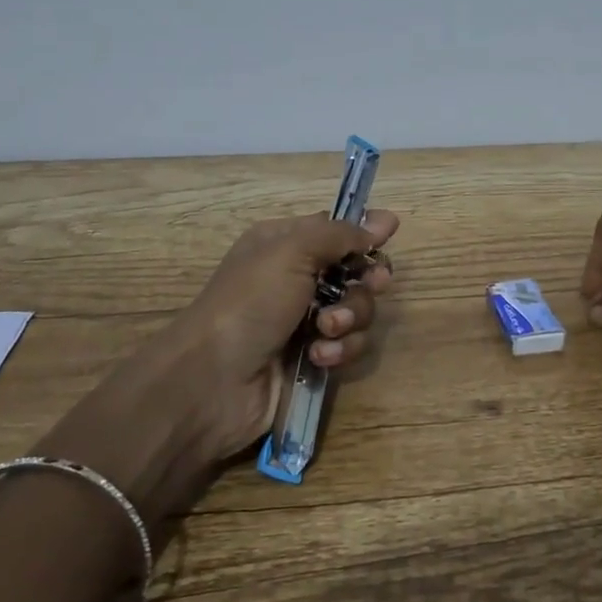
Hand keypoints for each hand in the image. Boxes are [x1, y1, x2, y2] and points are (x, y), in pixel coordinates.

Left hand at [178, 209, 399, 460]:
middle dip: (367, 280)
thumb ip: (341, 234)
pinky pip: (348, 345)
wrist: (213, 381)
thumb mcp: (292, 251)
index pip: (336, 230)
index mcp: (285, 244)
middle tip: (373, 284)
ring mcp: (305, 321)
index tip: (388, 235)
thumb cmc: (250, 302)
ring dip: (350, 318)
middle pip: (356, 270)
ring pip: (358, 310)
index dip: (363, 233)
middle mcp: (296, 279)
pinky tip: (318, 357)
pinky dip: (339, 349)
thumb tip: (383, 221)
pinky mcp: (313, 358)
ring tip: (325, 330)